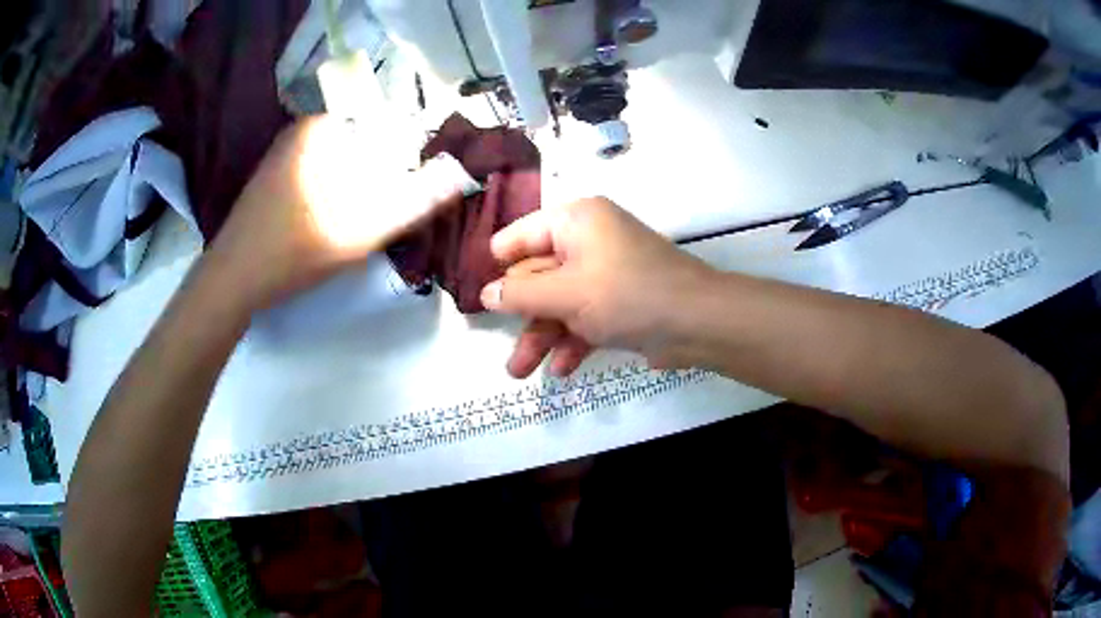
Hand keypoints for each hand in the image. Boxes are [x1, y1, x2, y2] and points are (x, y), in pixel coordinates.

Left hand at [207, 114, 463, 312]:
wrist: (231, 282)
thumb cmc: (291, 253)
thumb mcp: (359, 231)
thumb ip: (413, 202)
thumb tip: (459, 174)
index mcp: (323, 128)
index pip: (388, 131)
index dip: (406, 165)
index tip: (407, 199)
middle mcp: (305, 129)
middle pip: (367, 147)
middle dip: (383, 180)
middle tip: (380, 221)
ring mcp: (288, 151)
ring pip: (345, 163)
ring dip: (361, 190)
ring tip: (360, 225)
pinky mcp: (279, 174)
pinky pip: (324, 174)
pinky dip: (338, 193)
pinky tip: (334, 224)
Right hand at [480, 197, 714, 377]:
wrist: (698, 323)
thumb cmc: (626, 295)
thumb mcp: (566, 294)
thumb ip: (521, 294)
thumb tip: (487, 294)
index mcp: (575, 221)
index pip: (520, 237)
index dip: (497, 268)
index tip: (478, 300)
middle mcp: (588, 240)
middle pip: (539, 276)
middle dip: (522, 316)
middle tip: (501, 345)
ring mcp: (605, 272)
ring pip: (560, 301)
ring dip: (542, 336)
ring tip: (519, 372)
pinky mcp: (620, 301)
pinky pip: (585, 316)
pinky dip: (572, 340)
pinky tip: (561, 369)